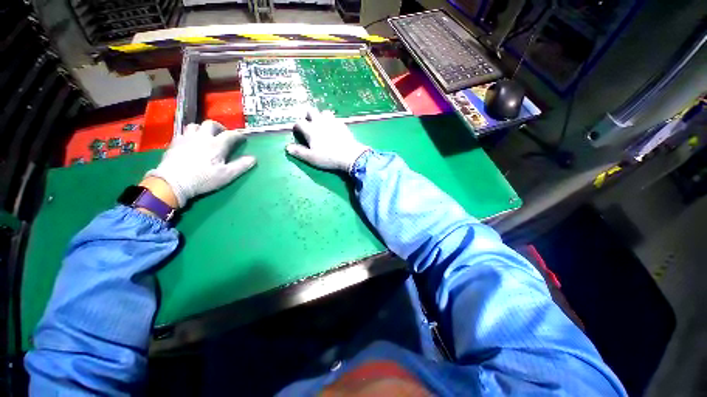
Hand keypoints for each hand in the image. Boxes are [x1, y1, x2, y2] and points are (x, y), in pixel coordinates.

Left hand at [145, 120, 255, 207]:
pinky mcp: (175, 142)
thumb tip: (253, 158)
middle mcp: (202, 137)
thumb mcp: (226, 175)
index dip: (238, 135)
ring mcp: (186, 138)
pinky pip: (184, 132)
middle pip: (211, 124)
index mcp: (216, 144)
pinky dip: (191, 134)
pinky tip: (192, 141)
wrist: (173, 182)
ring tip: (206, 137)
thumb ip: (241, 165)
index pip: (230, 134)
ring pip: (195, 125)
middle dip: (220, 128)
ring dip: (203, 129)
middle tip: (223, 135)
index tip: (243, 138)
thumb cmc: (203, 179)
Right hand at [286, 109, 369, 172]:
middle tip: (309, 124)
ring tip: (322, 124)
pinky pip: (335, 118)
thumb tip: (287, 147)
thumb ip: (299, 152)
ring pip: (324, 112)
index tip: (298, 131)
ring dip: (321, 116)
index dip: (297, 126)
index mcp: (311, 129)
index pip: (299, 122)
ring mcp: (332, 121)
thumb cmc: (328, 157)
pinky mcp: (342, 124)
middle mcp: (320, 122)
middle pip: (311, 111)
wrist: (350, 155)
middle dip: (307, 115)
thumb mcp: (311, 158)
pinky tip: (333, 128)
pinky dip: (332, 121)